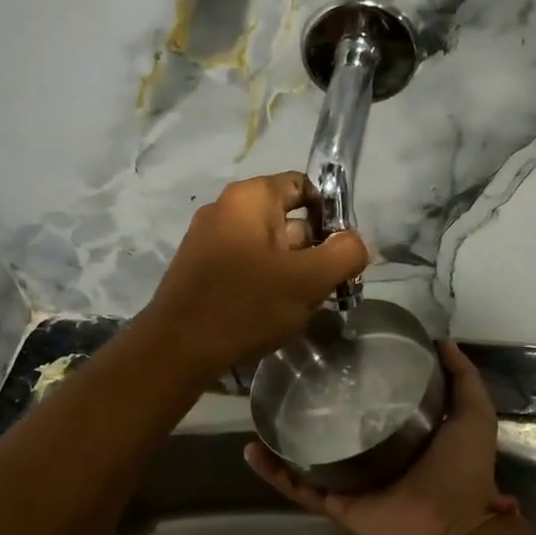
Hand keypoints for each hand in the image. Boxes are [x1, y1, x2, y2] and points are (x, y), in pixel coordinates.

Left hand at [140, 172, 369, 380]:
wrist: (178, 348)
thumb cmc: (247, 304)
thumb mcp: (309, 280)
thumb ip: (345, 253)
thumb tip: (356, 242)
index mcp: (250, 197)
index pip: (303, 186)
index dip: (330, 215)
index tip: (340, 252)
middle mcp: (225, 208)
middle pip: (287, 218)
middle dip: (313, 250)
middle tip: (326, 287)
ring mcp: (207, 238)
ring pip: (267, 246)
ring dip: (290, 271)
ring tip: (300, 305)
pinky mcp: (199, 268)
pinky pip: (244, 265)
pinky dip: (264, 282)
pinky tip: (270, 312)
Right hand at [244, 341, 515, 534]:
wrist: (454, 528)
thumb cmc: (462, 469)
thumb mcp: (473, 413)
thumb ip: (463, 378)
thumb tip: (443, 341)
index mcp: (404, 436)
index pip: (373, 402)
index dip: (357, 380)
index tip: (336, 353)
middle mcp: (374, 456)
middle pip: (337, 427)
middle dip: (315, 406)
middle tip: (290, 376)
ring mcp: (351, 482)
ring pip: (310, 455)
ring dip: (285, 437)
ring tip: (262, 409)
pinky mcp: (335, 504)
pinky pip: (299, 487)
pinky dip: (274, 472)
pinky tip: (251, 449)